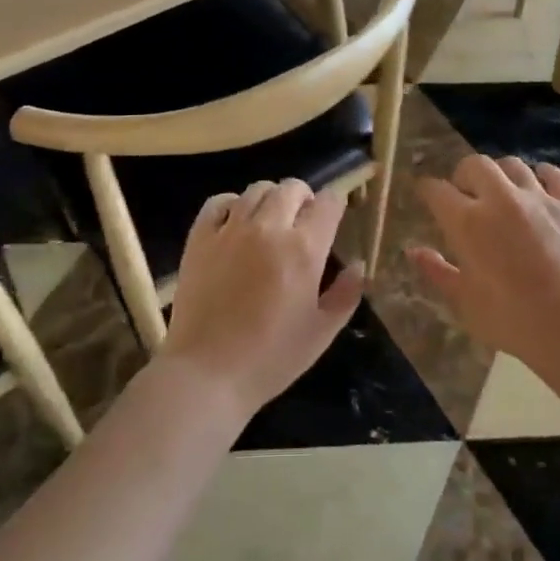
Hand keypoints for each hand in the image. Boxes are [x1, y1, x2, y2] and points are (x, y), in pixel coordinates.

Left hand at [162, 179, 362, 417]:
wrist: (207, 373)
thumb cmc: (271, 358)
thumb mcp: (322, 332)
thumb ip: (346, 294)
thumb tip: (359, 265)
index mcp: (304, 249)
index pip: (328, 202)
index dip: (335, 205)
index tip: (333, 220)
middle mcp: (269, 227)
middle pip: (292, 187)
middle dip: (304, 198)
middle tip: (302, 223)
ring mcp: (231, 229)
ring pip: (258, 189)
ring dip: (271, 199)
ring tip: (270, 222)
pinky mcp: (200, 237)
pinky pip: (219, 201)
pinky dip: (232, 204)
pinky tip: (236, 223)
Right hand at [409, 155, 559, 373]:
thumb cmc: (510, 319)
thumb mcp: (464, 301)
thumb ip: (437, 271)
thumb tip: (413, 251)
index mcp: (468, 222)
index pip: (437, 190)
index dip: (427, 190)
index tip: (426, 194)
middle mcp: (500, 199)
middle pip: (475, 164)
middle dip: (464, 174)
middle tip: (465, 193)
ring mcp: (539, 198)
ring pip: (513, 165)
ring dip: (501, 174)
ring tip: (502, 191)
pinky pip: (554, 174)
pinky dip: (542, 175)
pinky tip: (539, 187)